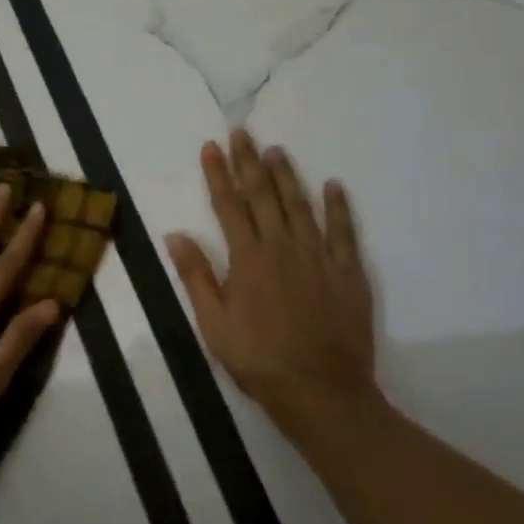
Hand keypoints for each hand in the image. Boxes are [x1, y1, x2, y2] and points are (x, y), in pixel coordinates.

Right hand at [167, 130, 381, 433]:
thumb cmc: (259, 360)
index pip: (229, 206)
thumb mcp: (213, 324)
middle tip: (243, 132)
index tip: (211, 146)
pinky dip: (339, 206)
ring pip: (300, 205)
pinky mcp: (348, 272)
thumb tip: (176, 234)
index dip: (218, 174)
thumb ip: (196, 276)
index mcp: (247, 259)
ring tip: (276, 150)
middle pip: (263, 195)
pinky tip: (333, 185)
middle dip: (250, 162)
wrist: (321, 391)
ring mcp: (318, 257)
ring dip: (287, 175)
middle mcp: (282, 247)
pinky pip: (344, 231)